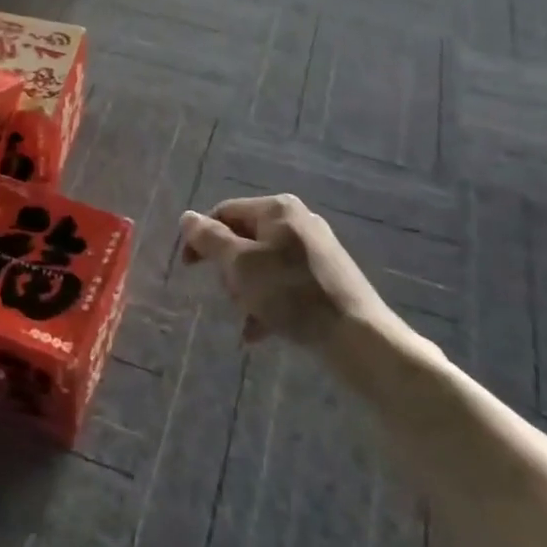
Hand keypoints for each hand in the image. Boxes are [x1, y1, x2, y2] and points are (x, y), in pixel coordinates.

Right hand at [179, 195, 407, 350]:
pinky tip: (261, 331)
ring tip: (248, 319)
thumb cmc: (291, 294)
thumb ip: (210, 239)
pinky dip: (268, 301)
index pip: (223, 213)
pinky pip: (284, 282)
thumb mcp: (241, 265)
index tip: (188, 269)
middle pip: (243, 239)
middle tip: (231, 297)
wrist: (358, 337)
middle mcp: (297, 220)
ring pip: (261, 264)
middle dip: (229, 271)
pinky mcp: (327, 276)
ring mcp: (315, 248)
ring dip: (247, 290)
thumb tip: (188, 217)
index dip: (201, 239)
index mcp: (276, 209)